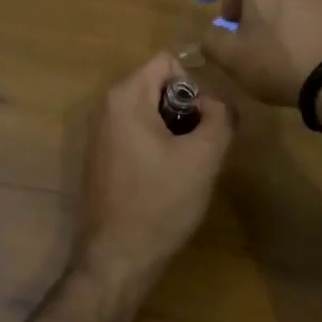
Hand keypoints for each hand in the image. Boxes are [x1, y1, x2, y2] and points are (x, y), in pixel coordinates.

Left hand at [72, 52, 232, 296]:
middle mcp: (107, 108)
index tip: (203, 124)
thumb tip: (219, 105)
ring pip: (152, 113)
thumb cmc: (160, 202)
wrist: (117, 259)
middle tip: (201, 149)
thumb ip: (221, 117)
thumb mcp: (204, 156)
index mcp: (126, 97)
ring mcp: (101, 135)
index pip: (168, 62)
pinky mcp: (103, 159)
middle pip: (160, 86)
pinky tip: (168, 181)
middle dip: (187, 111)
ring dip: (176, 132)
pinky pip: (139, 135)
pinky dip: (159, 148)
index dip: (195, 86)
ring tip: (187, 168)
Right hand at [201, 0, 321, 106]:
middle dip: (261, 3)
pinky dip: (312, 25)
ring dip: (288, 14)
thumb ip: (212, 40)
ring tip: (284, 49)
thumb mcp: (231, 57)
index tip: (233, 19)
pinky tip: (309, 54)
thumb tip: (211, 34)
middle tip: (254, 35)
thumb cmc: (278, 58)